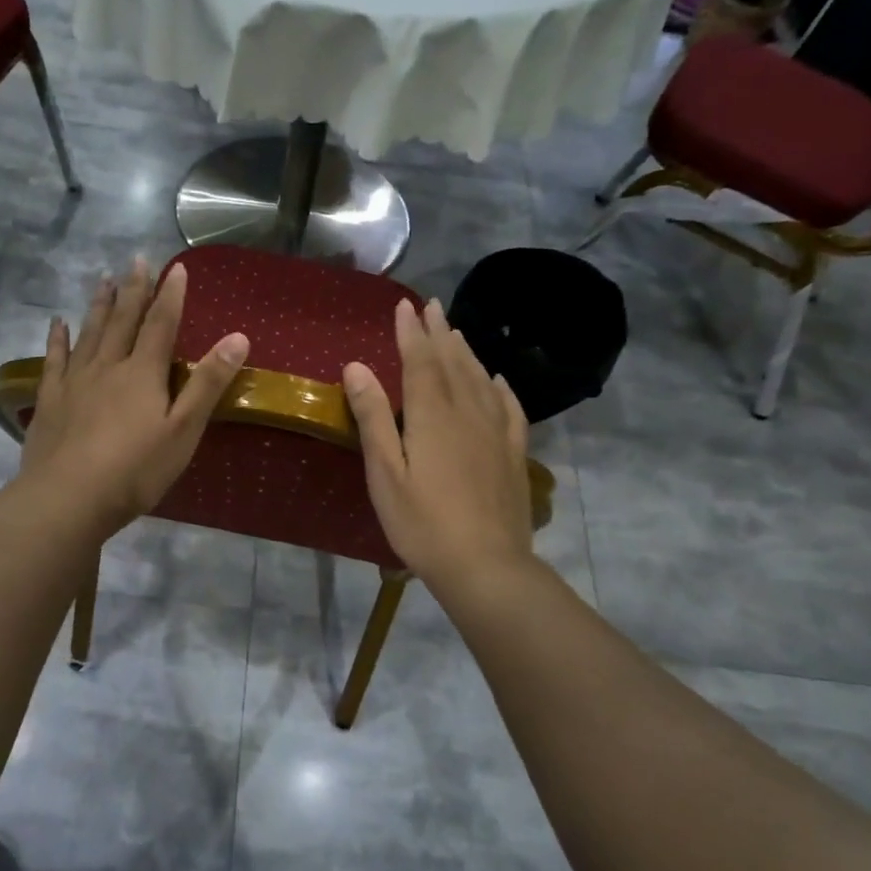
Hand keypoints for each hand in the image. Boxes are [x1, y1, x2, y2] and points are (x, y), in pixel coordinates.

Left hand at [19, 258, 248, 535]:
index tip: (175, 268)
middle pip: (123, 321)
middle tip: (137, 260)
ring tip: (104, 279)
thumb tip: (237, 337)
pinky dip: (57, 338)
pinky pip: (54, 359)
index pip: (161, 324)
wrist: (68, 497)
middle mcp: (108, 366)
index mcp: (143, 373)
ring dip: (99, 304)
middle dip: (134, 290)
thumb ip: (207, 384)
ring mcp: (75, 381)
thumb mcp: (183, 430)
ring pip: (89, 332)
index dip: (170, 296)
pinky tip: (57, 323)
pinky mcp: (51, 400)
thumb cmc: (135, 469)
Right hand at [343, 298, 534, 595]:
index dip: (410, 332)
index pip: (420, 361)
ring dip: (466, 352)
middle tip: (432, 306)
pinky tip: (497, 379)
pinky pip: (509, 407)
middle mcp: (467, 412)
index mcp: (432, 415)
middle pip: (452, 362)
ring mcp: (496, 432)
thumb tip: (356, 367)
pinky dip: (499, 386)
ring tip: (456, 332)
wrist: (486, 565)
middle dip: (439, 332)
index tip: (404, 306)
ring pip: (480, 379)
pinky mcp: (513, 453)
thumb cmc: (423, 523)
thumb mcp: (385, 473)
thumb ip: (373, 418)